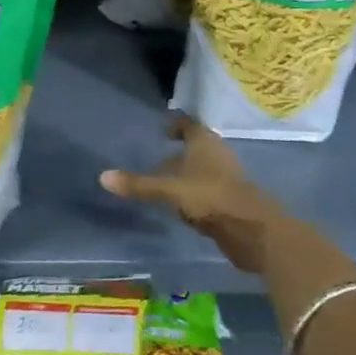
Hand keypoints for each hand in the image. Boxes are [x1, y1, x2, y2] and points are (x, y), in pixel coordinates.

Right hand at [100, 116, 288, 274]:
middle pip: (195, 147)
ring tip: (164, 183)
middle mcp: (217, 154)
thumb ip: (138, 185)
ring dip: (186, 174)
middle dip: (178, 152)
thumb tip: (102, 177)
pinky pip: (207, 190)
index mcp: (203, 141)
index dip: (174, 124)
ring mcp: (227, 177)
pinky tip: (181, 205)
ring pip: (201, 169)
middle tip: (154, 157)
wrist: (253, 230)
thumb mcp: (168, 190)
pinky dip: (194, 193)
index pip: (187, 123)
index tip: (160, 130)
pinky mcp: (232, 200)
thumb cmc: (210, 197)